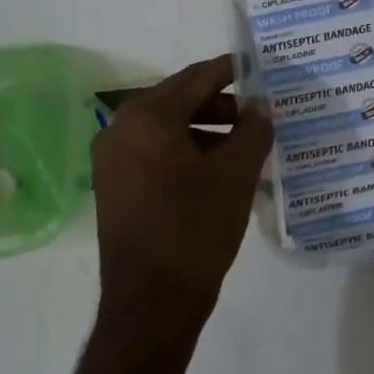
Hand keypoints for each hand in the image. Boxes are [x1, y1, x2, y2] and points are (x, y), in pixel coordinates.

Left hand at [91, 55, 273, 330]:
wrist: (152, 303)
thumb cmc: (196, 228)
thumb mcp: (236, 174)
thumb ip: (253, 129)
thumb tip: (262, 104)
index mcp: (147, 116)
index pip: (196, 78)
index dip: (231, 71)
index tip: (259, 70)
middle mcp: (120, 128)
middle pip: (178, 101)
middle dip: (222, 106)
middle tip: (259, 115)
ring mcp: (111, 159)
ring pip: (166, 129)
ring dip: (205, 132)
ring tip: (245, 148)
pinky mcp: (113, 186)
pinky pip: (154, 154)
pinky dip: (185, 153)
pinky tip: (217, 171)